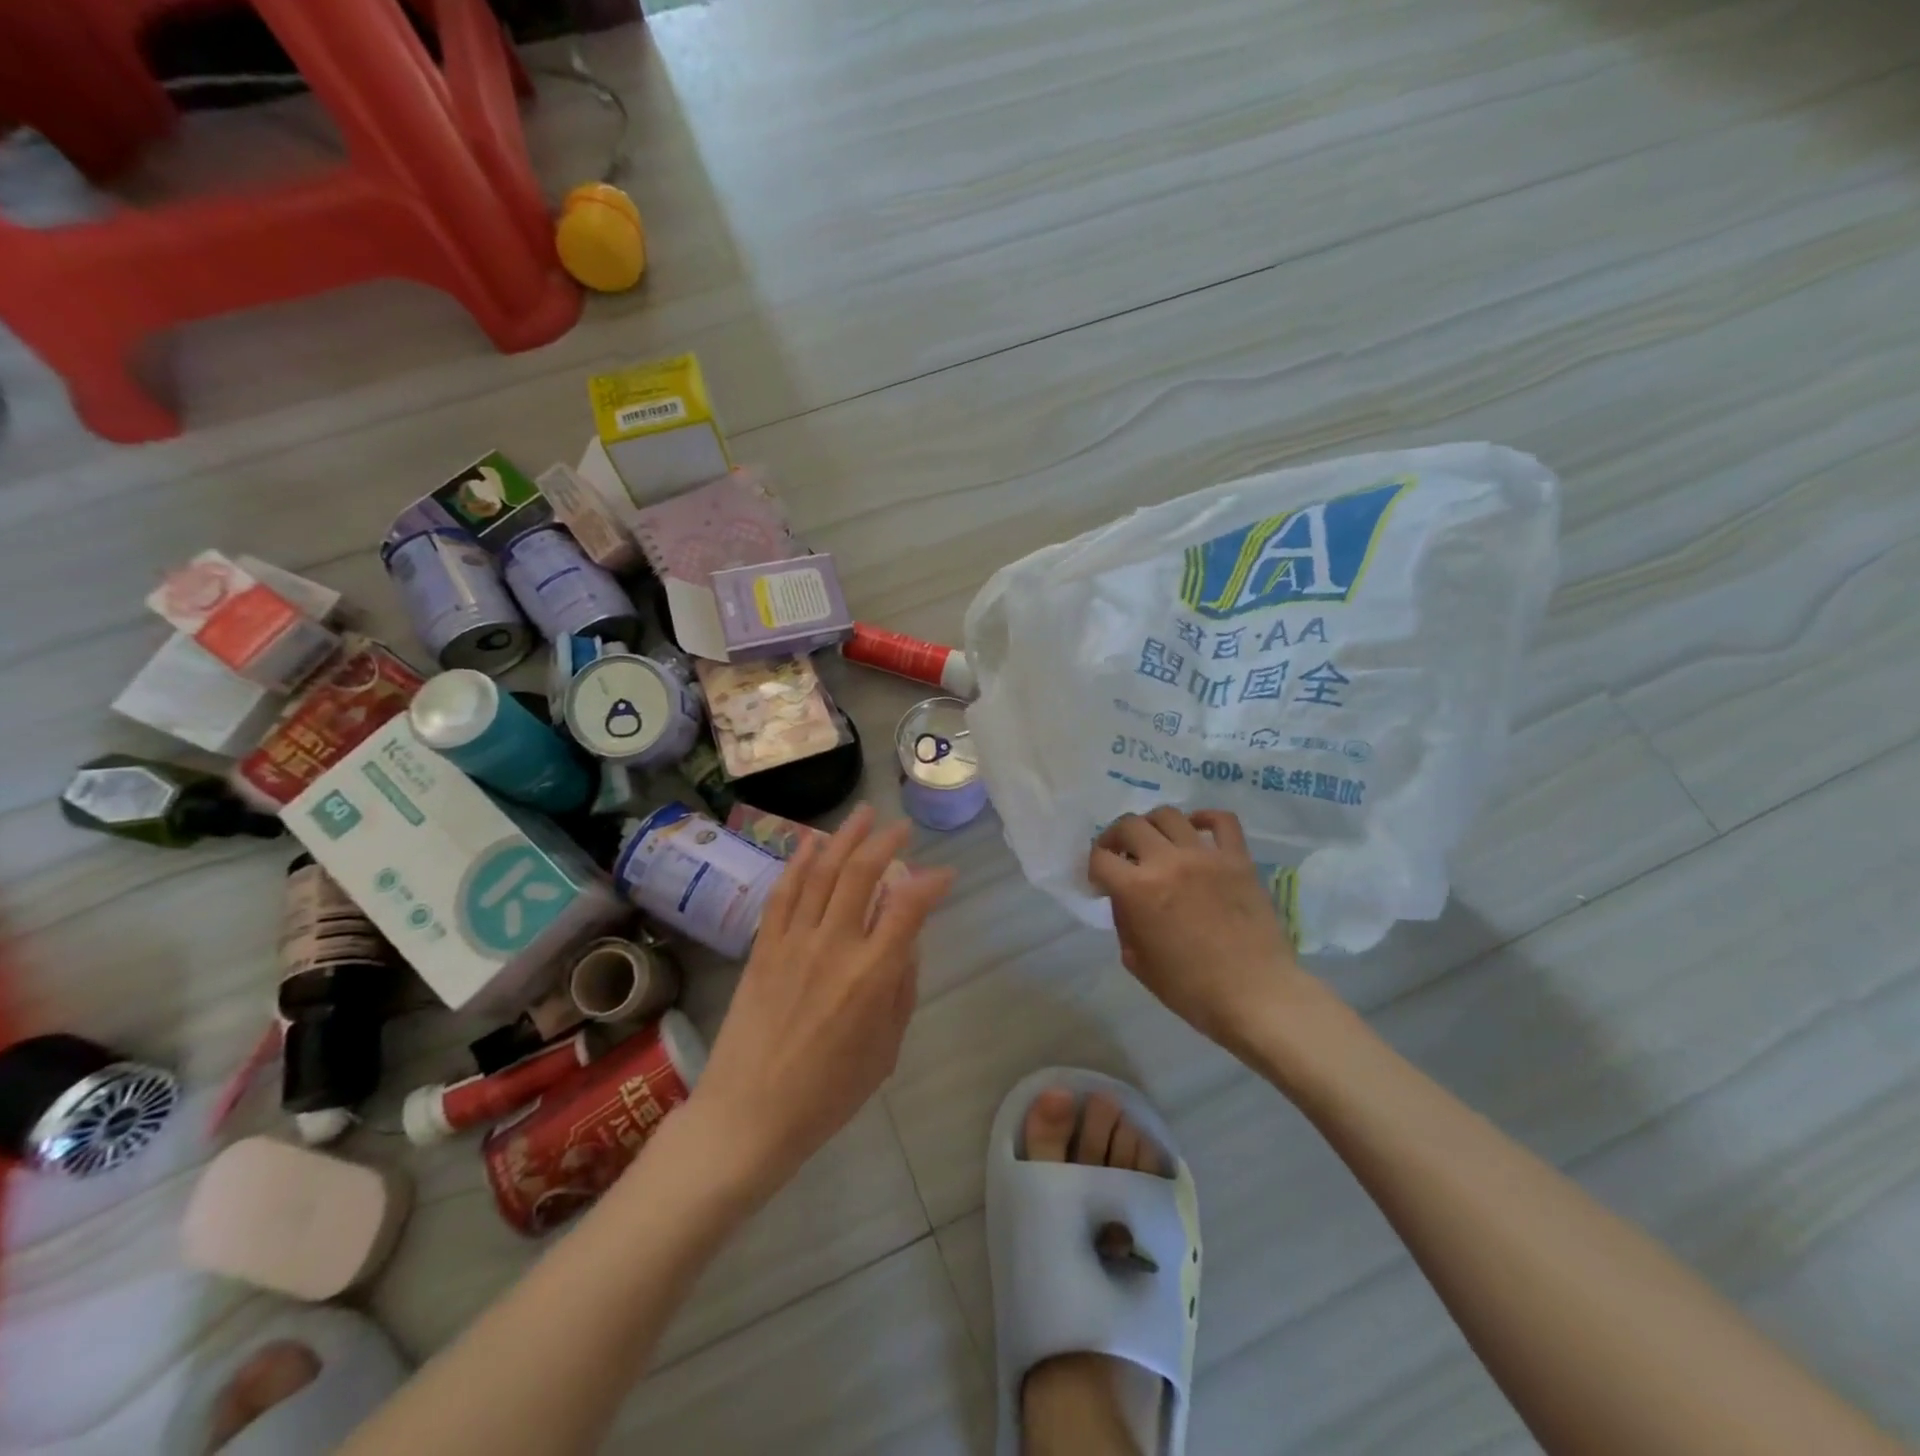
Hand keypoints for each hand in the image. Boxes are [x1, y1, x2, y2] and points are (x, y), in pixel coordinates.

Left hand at [691, 805, 955, 1201]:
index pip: (909, 907)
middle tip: (901, 827)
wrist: (747, 1116)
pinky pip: (784, 893)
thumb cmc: (827, 1094)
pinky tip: (813, 842)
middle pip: (862, 874)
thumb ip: (902, 990)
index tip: (945, 874)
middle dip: (886, 842)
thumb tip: (907, 943)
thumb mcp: (885, 1050)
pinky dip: (800, 862)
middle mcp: (834, 946)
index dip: (932, 883)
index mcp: (872, 975)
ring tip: (864, 814)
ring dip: (845, 837)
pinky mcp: (764, 946)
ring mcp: (794, 941)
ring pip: (823, 872)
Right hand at [1088, 807, 1306, 1054]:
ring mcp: (1205, 856)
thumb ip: (1124, 922)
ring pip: (1168, 815)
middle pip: (1129, 825)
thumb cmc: (1191, 989)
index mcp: (1137, 890)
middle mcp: (1167, 861)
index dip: (1093, 867)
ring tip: (1155, 842)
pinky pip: (1221, 820)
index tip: (1100, 880)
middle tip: (1121, 856)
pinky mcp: (1238, 858)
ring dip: (1152, 825)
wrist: (1256, 996)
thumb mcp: (1138, 962)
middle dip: (1116, 838)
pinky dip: (1204, 818)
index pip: (1100, 857)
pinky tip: (1195, 829)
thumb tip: (1124, 898)